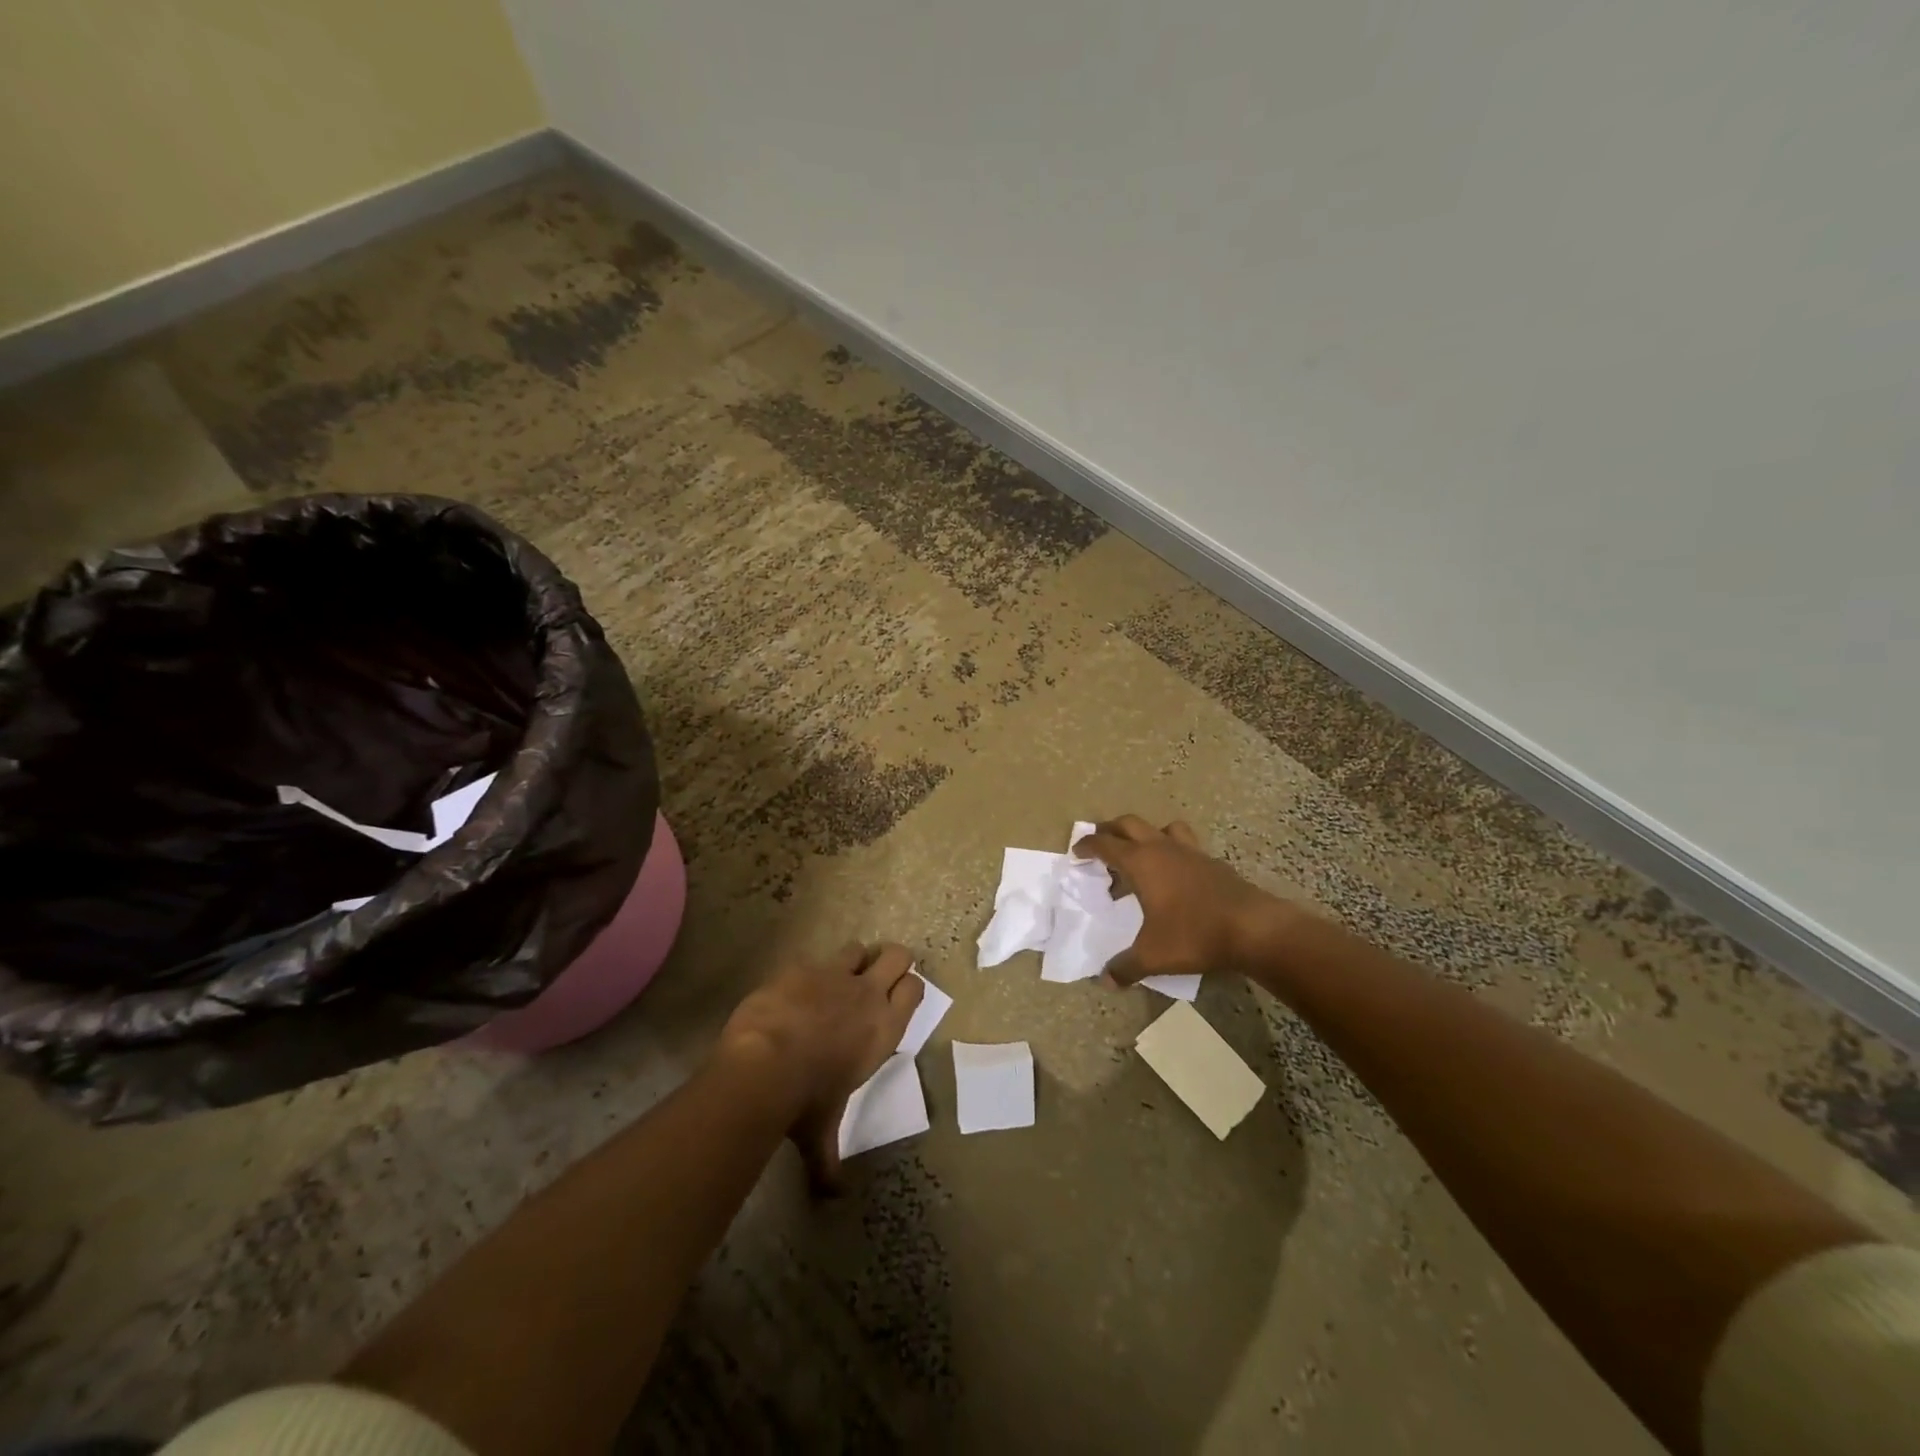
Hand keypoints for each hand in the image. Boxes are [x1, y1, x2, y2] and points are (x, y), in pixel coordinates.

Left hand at [717, 942, 923, 1191]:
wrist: (764, 1063)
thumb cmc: (806, 1100)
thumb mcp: (821, 1132)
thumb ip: (828, 1161)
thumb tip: (832, 1198)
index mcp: (884, 1027)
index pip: (915, 989)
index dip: (907, 988)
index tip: (895, 998)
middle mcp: (866, 994)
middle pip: (896, 954)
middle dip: (889, 960)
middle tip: (874, 978)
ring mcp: (833, 974)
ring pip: (856, 949)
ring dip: (850, 962)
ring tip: (833, 981)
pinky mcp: (801, 966)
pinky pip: (812, 959)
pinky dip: (806, 973)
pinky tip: (791, 991)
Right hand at [1073, 816, 1288, 984]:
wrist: (1252, 927)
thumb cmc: (1194, 934)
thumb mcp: (1152, 956)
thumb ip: (1125, 967)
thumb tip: (1105, 980)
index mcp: (1140, 862)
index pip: (1104, 844)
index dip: (1087, 845)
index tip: (1076, 851)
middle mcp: (1162, 848)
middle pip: (1129, 824)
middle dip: (1110, 830)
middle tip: (1100, 844)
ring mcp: (1190, 851)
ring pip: (1161, 827)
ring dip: (1146, 834)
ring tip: (1140, 854)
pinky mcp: (1212, 861)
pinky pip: (1185, 845)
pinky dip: (1173, 852)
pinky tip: (1175, 876)